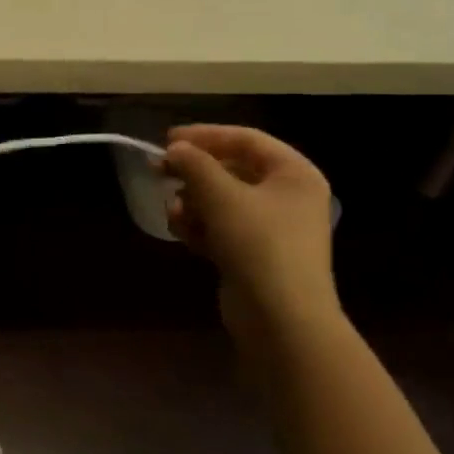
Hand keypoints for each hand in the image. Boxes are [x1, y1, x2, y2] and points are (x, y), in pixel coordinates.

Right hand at [162, 125, 338, 340]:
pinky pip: (222, 228)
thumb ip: (194, 164)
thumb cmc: (258, 244)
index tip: (167, 139)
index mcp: (294, 173)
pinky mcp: (255, 254)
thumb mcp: (221, 196)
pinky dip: (201, 226)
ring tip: (174, 212)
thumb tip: (175, 149)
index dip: (205, 135)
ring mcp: (273, 228)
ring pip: (222, 200)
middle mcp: (288, 196)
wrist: (281, 318)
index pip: (246, 139)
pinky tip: (182, 232)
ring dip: (193, 202)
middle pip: (232, 170)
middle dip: (194, 173)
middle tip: (159, 171)